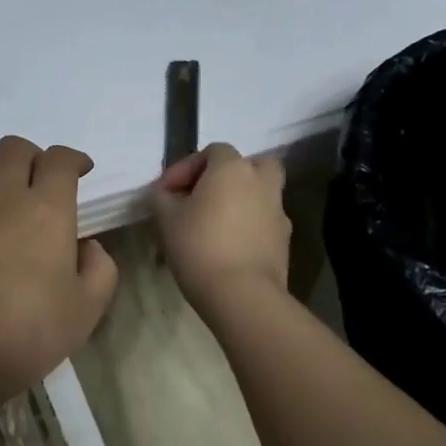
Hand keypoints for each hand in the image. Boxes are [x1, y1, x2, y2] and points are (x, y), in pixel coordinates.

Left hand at [0, 136, 119, 407]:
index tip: (80, 172)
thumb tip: (88, 246)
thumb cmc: (28, 334)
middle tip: (39, 183)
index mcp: (46, 210)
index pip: (60, 160)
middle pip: (15, 149)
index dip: (73, 159)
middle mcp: (1, 195)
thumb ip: (100, 268)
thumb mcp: (87, 309)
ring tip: (0, 191)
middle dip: (33, 157)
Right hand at [152, 143, 290, 311]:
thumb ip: (161, 197)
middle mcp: (261, 183)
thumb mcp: (165, 218)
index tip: (165, 192)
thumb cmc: (198, 246)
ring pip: (258, 194)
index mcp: (232, 168)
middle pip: (249, 165)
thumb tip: (164, 193)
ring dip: (238, 201)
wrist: (241, 294)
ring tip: (212, 225)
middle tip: (202, 196)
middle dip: (225, 176)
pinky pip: (263, 221)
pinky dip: (247, 226)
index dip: (185, 167)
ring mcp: (278, 211)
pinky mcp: (284, 240)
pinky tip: (226, 246)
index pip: (211, 151)